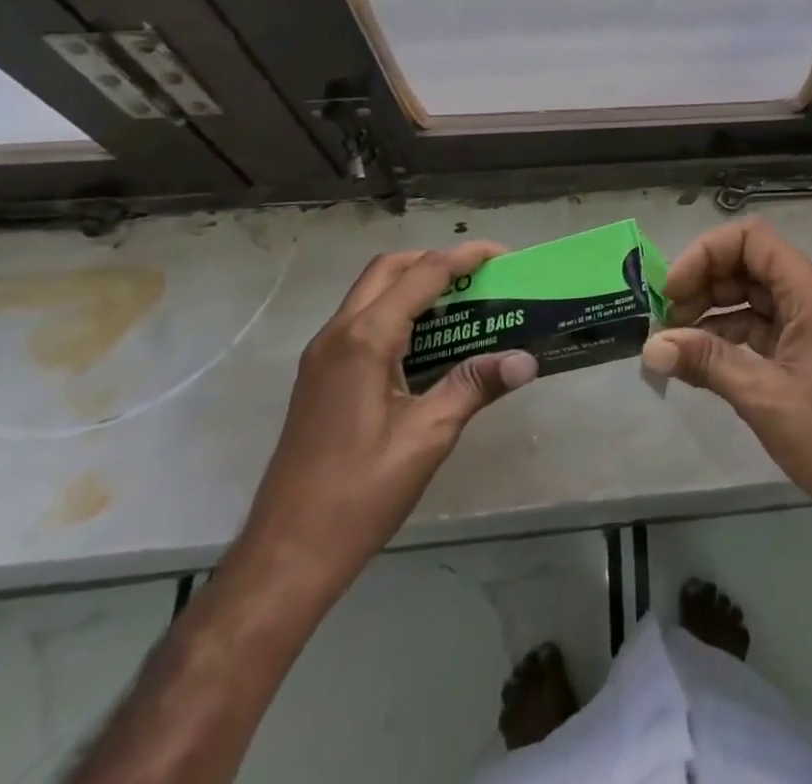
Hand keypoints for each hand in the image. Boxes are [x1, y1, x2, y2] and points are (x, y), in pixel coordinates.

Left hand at [233, 243, 536, 600]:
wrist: (285, 556)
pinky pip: (361, 320)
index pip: (424, 274)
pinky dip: (397, 311)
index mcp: (365, 340)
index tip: (504, 255)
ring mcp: (322, 355)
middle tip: (479, 277)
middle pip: (389, 269)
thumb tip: (526, 359)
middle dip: (436, 261)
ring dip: (414, 284)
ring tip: (461, 303)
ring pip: (371, 292)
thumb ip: (475, 385)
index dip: (466, 257)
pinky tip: (427, 344)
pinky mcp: (319, 377)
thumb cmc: (359, 495)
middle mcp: (338, 334)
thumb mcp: (427, 437)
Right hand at [642, 218, 811, 594]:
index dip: (707, 254)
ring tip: (672, 338)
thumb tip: (651, 346)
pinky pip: (758, 324)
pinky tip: (696, 356)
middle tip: (665, 318)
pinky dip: (726, 333)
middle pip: (748, 262)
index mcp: (811, 292)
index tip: (673, 290)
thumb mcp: (763, 397)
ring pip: (751, 294)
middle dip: (703, 282)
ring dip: (710, 308)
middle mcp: (811, 296)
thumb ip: (707, 361)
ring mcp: (808, 323)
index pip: (752, 239)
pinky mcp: (803, 350)